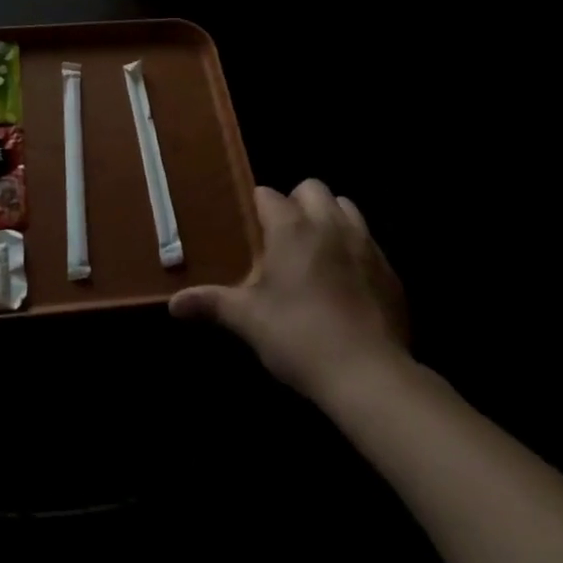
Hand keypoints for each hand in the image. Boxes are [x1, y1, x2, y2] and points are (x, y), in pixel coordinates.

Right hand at [170, 180, 408, 401]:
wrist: (369, 375)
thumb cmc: (299, 338)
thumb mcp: (249, 322)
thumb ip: (212, 304)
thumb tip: (173, 303)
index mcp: (291, 227)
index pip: (268, 194)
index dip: (258, 209)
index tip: (252, 231)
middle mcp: (328, 223)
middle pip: (312, 187)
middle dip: (297, 202)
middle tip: (285, 238)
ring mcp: (364, 242)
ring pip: (345, 206)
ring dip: (330, 217)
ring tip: (318, 250)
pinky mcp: (389, 268)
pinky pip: (369, 241)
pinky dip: (355, 248)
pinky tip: (348, 281)